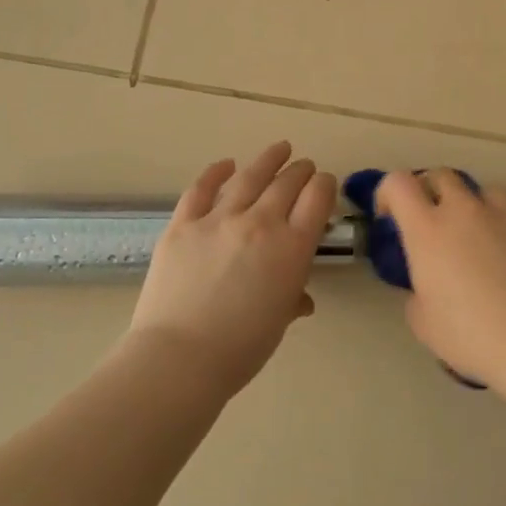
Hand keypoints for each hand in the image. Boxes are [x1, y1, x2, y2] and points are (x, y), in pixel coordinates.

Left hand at [129, 142, 337, 392]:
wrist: (180, 357)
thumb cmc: (241, 349)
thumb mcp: (279, 321)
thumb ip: (292, 298)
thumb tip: (299, 297)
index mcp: (292, 248)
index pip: (317, 199)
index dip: (325, 186)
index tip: (325, 184)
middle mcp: (260, 223)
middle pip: (287, 183)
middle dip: (301, 171)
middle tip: (305, 166)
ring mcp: (218, 219)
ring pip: (249, 177)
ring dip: (268, 160)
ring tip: (279, 148)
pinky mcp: (183, 224)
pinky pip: (201, 189)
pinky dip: (215, 172)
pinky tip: (225, 164)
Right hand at [375, 170, 505, 383]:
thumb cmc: (468, 334)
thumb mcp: (422, 320)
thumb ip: (417, 292)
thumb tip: (426, 286)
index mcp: (427, 229)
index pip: (398, 183)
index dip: (388, 193)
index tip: (390, 217)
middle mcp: (463, 210)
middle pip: (440, 175)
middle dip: (429, 191)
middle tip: (430, 221)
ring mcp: (503, 215)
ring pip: (481, 190)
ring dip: (470, 204)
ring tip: (474, 234)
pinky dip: (501, 224)